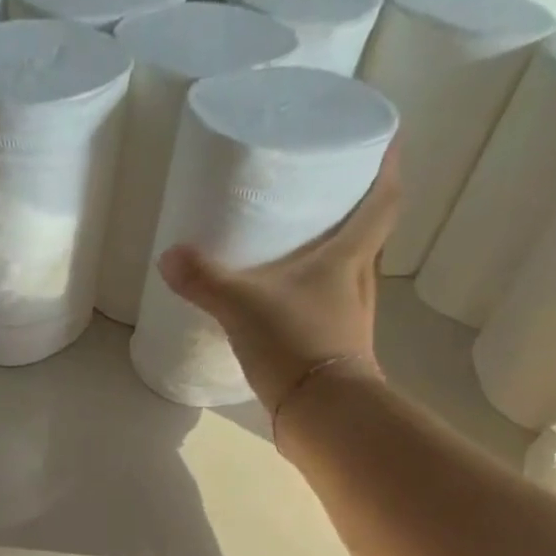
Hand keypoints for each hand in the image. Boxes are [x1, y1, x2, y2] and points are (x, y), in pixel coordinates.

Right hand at [157, 142, 400, 411]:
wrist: (322, 414)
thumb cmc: (296, 343)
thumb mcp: (243, 306)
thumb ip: (205, 281)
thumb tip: (168, 257)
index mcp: (350, 256)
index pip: (385, 198)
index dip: (387, 165)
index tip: (382, 140)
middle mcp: (361, 282)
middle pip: (371, 235)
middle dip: (356, 211)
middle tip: (328, 193)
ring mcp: (352, 321)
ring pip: (352, 275)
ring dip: (337, 259)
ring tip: (304, 248)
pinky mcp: (338, 353)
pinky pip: (331, 312)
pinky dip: (318, 301)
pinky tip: (291, 307)